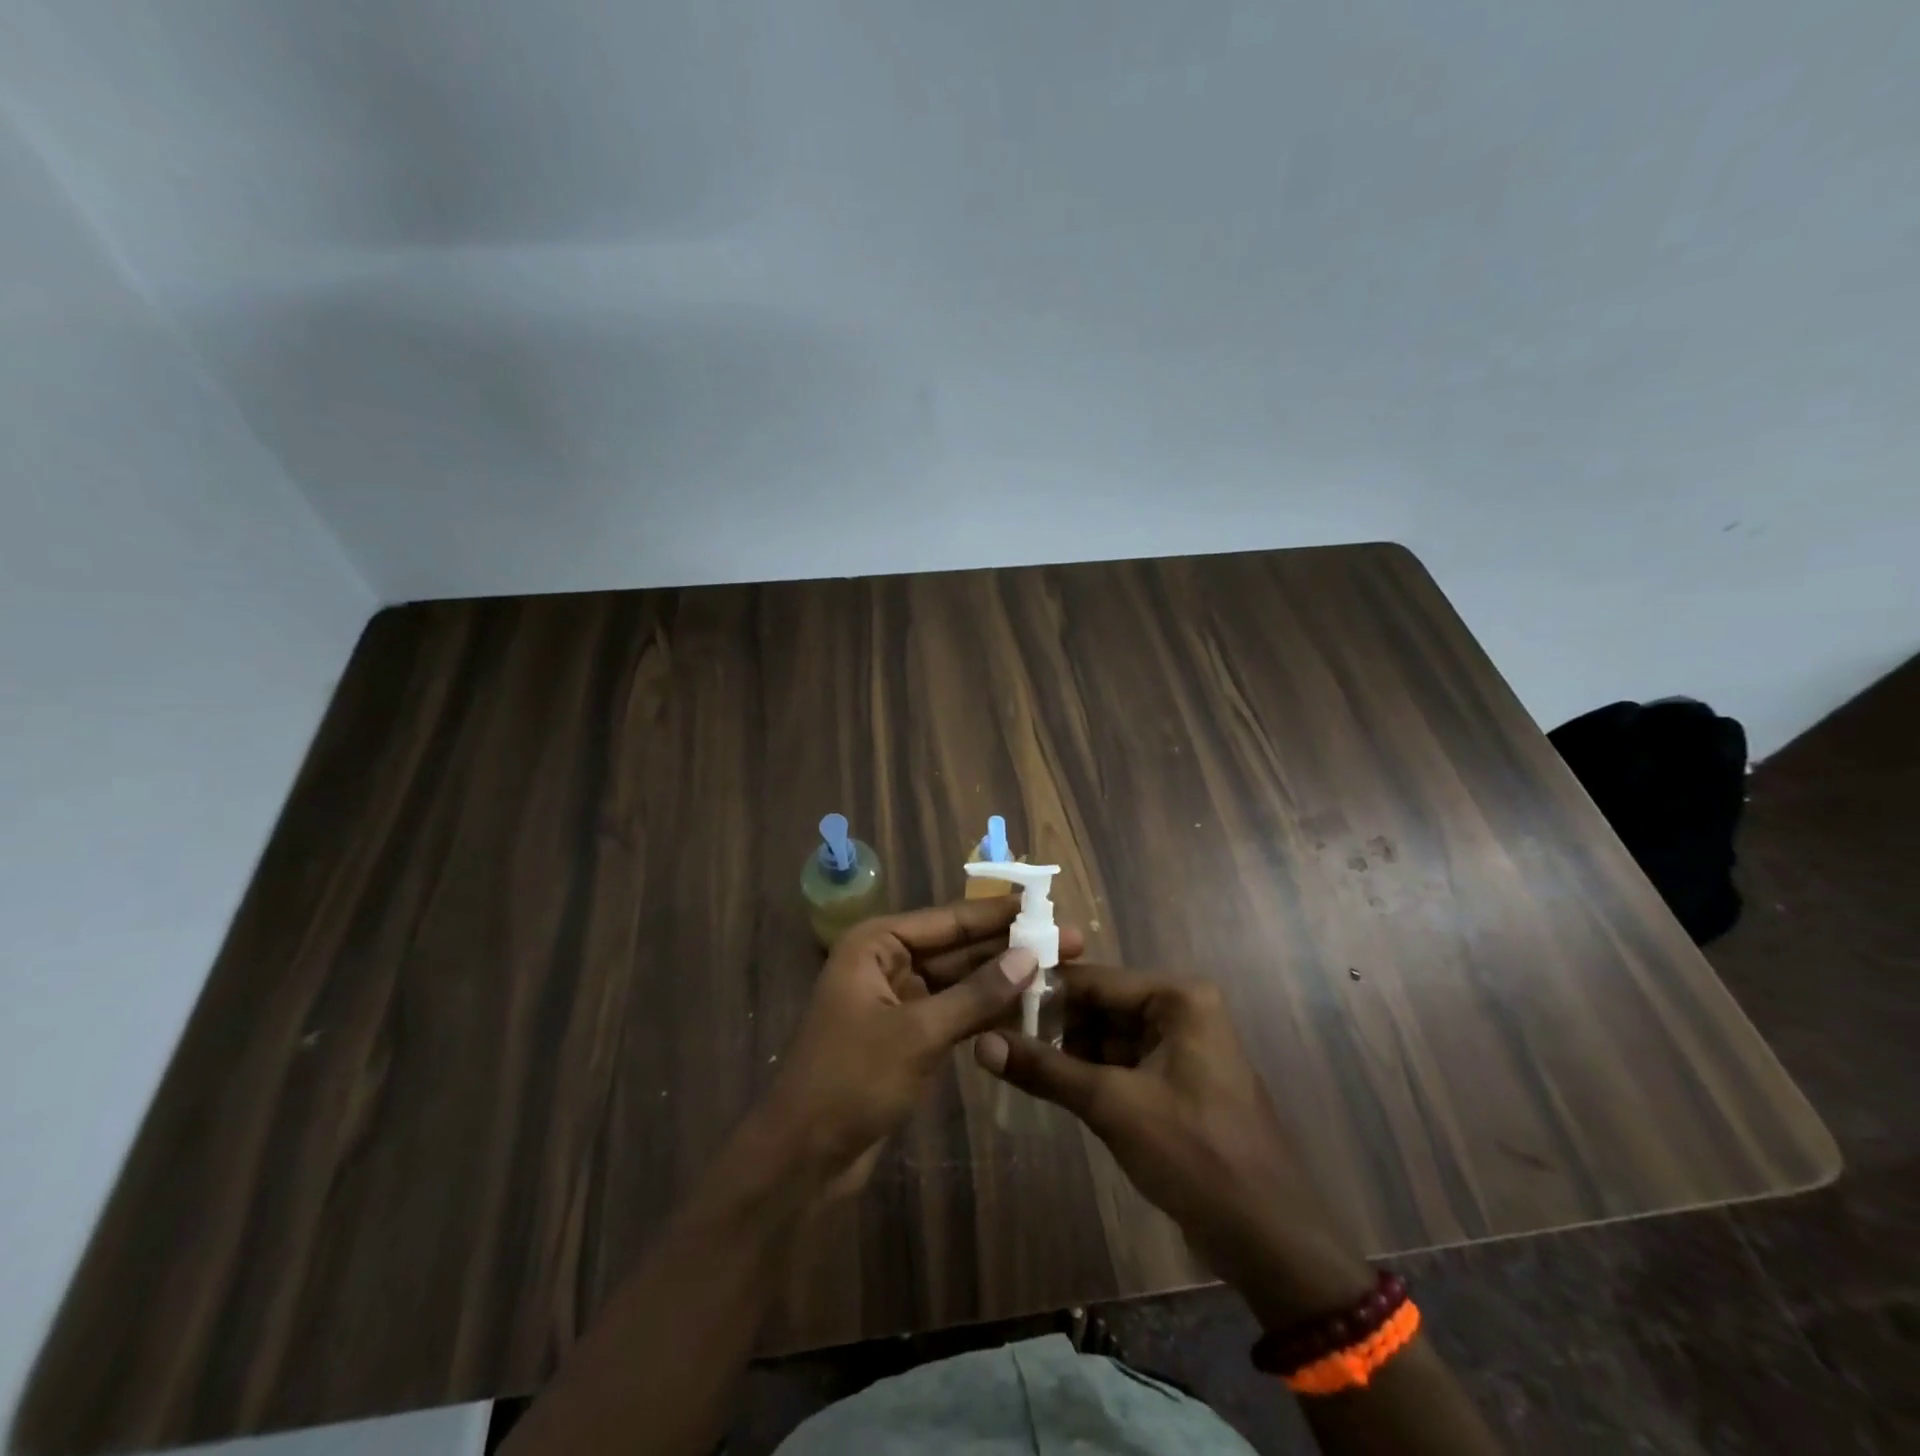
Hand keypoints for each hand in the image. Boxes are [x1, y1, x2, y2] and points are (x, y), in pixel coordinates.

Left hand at [762, 898, 1084, 1196]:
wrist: (803, 1157)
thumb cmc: (852, 1080)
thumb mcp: (919, 1033)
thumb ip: (976, 994)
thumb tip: (1030, 955)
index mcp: (877, 944)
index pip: (949, 920)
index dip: (999, 914)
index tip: (1045, 905)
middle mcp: (887, 962)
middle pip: (958, 948)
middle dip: (1010, 948)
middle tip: (1068, 941)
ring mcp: (898, 1000)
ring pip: (960, 982)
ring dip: (1003, 980)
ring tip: (1059, 972)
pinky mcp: (907, 1036)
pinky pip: (954, 1012)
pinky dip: (986, 1012)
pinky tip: (1027, 1009)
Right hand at [974, 964, 1372, 1327]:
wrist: (1269, 1238)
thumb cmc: (1194, 1154)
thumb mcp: (1112, 1106)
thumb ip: (1046, 1070)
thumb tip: (981, 1043)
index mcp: (1178, 998)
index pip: (1095, 980)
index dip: (1042, 992)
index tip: (990, 1001)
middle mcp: (1181, 1011)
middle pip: (1100, 1006)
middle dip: (1052, 1024)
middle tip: (995, 1035)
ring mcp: (1180, 1047)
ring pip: (1107, 1036)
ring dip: (1066, 1050)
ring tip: (1011, 1058)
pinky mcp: (1176, 1082)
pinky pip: (1122, 1064)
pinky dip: (1088, 1074)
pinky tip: (1048, 1083)